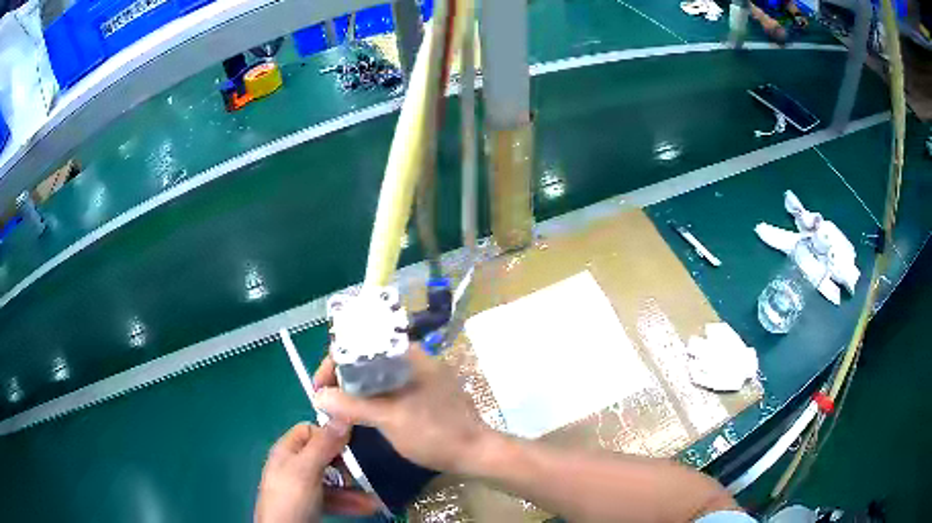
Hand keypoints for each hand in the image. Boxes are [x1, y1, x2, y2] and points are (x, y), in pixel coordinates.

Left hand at [255, 423, 380, 522]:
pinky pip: (334, 497)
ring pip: (333, 479)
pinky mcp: (313, 504)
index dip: (330, 435)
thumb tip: (343, 415)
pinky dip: (350, 501)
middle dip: (347, 464)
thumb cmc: (291, 498)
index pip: (310, 430)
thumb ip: (323, 445)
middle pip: (324, 455)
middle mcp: (295, 466)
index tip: (352, 445)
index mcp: (287, 451)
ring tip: (375, 494)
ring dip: (354, 486)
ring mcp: (304, 487)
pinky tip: (369, 506)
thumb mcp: (306, 470)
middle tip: (363, 472)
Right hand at [313, 347, 492, 474]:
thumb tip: (318, 397)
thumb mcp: (387, 418)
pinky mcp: (425, 391)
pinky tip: (364, 414)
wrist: (475, 452)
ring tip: (340, 411)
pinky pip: (390, 388)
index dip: (332, 366)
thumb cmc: (433, 433)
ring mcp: (421, 374)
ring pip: (376, 377)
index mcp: (406, 354)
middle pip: (365, 360)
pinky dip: (373, 398)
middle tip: (328, 404)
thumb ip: (350, 405)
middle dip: (342, 380)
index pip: (357, 346)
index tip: (320, 390)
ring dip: (356, 391)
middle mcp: (413, 357)